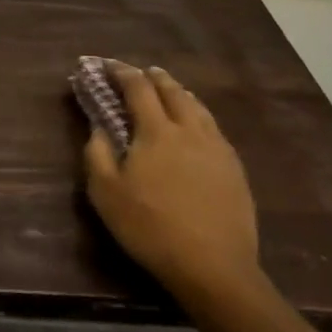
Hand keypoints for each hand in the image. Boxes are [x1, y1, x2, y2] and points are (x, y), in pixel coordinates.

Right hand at [83, 62, 260, 305]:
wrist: (214, 266)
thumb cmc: (151, 228)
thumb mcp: (107, 195)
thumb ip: (97, 154)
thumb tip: (98, 127)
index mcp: (156, 130)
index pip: (138, 87)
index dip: (122, 72)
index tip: (108, 65)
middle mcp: (188, 128)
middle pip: (172, 90)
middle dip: (154, 76)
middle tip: (143, 72)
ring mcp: (216, 146)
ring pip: (197, 106)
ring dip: (179, 92)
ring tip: (171, 91)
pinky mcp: (234, 167)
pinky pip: (213, 127)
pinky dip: (198, 114)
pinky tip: (198, 126)